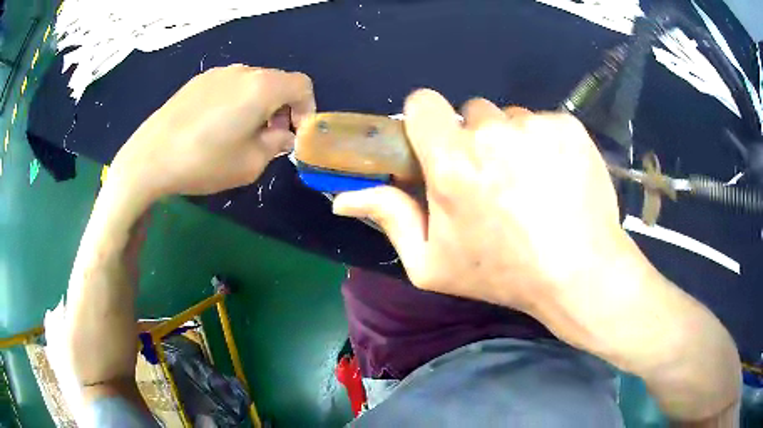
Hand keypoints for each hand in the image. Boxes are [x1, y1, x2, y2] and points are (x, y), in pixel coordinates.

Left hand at [110, 65, 314, 199]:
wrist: (149, 158)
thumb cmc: (203, 162)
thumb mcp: (250, 164)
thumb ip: (277, 145)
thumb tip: (284, 135)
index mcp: (262, 87)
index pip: (302, 85)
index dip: (307, 109)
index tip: (294, 134)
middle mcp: (243, 71)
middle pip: (277, 82)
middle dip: (282, 109)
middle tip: (268, 139)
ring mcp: (217, 73)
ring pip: (252, 83)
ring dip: (258, 105)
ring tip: (240, 134)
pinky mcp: (197, 81)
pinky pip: (229, 86)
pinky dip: (236, 102)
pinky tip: (216, 127)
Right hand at [333, 89, 633, 315]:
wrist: (580, 272)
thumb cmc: (503, 273)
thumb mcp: (432, 263)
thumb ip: (389, 218)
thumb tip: (342, 197)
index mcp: (452, 162)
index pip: (423, 103)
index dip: (427, 121)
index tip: (439, 145)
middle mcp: (493, 132)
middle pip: (471, 112)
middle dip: (475, 138)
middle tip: (493, 180)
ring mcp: (536, 125)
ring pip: (511, 117)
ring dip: (512, 141)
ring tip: (530, 183)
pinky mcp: (568, 126)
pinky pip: (544, 122)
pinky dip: (545, 143)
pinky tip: (556, 177)